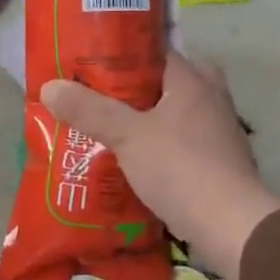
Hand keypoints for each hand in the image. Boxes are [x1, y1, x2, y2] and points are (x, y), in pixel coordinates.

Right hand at [41, 51, 279, 279]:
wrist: (230, 226)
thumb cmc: (180, 167)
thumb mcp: (127, 135)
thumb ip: (89, 110)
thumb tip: (49, 86)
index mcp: (193, 81)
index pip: (158, 52)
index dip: (125, 54)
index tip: (94, 63)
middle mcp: (212, 100)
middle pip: (171, 83)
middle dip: (140, 89)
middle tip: (106, 97)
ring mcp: (220, 134)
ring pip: (178, 115)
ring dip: (151, 120)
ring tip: (112, 128)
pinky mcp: (219, 165)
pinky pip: (183, 145)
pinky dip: (162, 148)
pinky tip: (135, 160)